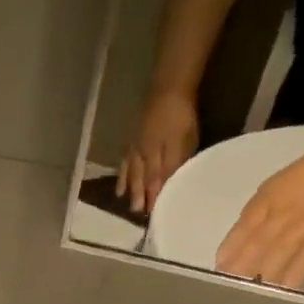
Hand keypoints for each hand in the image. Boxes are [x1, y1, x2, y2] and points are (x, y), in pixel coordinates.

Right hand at [117, 89, 200, 215]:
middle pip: (141, 181)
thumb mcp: (182, 142)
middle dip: (140, 197)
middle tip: (138, 213)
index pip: (156, 184)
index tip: (153, 215)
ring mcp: (135, 148)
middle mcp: (142, 157)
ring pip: (131, 173)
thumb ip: (173, 165)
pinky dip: (122, 173)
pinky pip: (125, 161)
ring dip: (129, 188)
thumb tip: (167, 186)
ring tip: (125, 202)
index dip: (154, 199)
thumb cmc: (180, 115)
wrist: (168, 88)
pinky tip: (121, 181)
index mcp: (156, 159)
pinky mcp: (133, 138)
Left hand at [215, 133, 303, 289]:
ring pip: (279, 255)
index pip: (242, 228)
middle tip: (227, 289)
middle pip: (258, 245)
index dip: (229, 250)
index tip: (218, 269)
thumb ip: (253, 215)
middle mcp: (283, 214)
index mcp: (266, 201)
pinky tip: (281, 293)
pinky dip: (293, 277)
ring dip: (263, 277)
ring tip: (249, 297)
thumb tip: (233, 247)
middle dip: (241, 268)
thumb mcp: (272, 188)